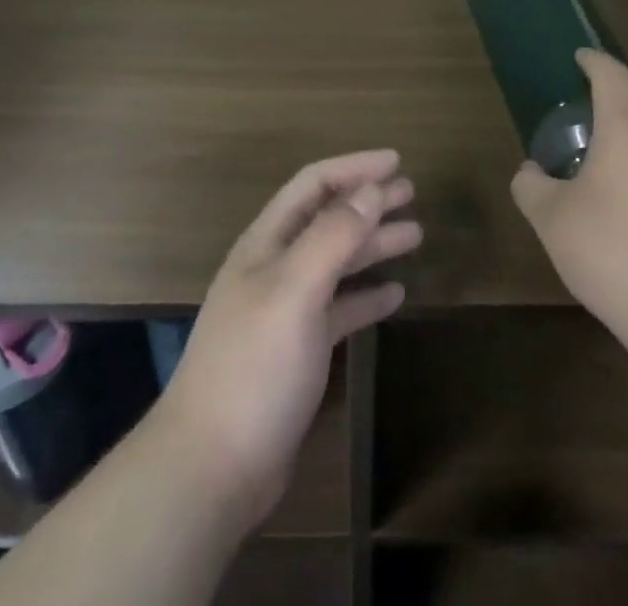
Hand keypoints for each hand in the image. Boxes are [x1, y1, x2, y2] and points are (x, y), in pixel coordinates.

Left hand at [155, 150, 421, 529]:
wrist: (213, 466)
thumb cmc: (253, 365)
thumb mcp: (294, 289)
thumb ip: (332, 237)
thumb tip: (369, 190)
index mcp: (267, 242)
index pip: (313, 185)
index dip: (353, 168)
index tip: (396, 161)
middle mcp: (276, 267)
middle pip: (328, 219)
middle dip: (368, 201)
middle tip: (411, 193)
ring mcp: (286, 310)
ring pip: (337, 262)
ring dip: (373, 244)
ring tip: (414, 234)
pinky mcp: (298, 351)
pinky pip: (339, 309)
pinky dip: (366, 296)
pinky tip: (395, 295)